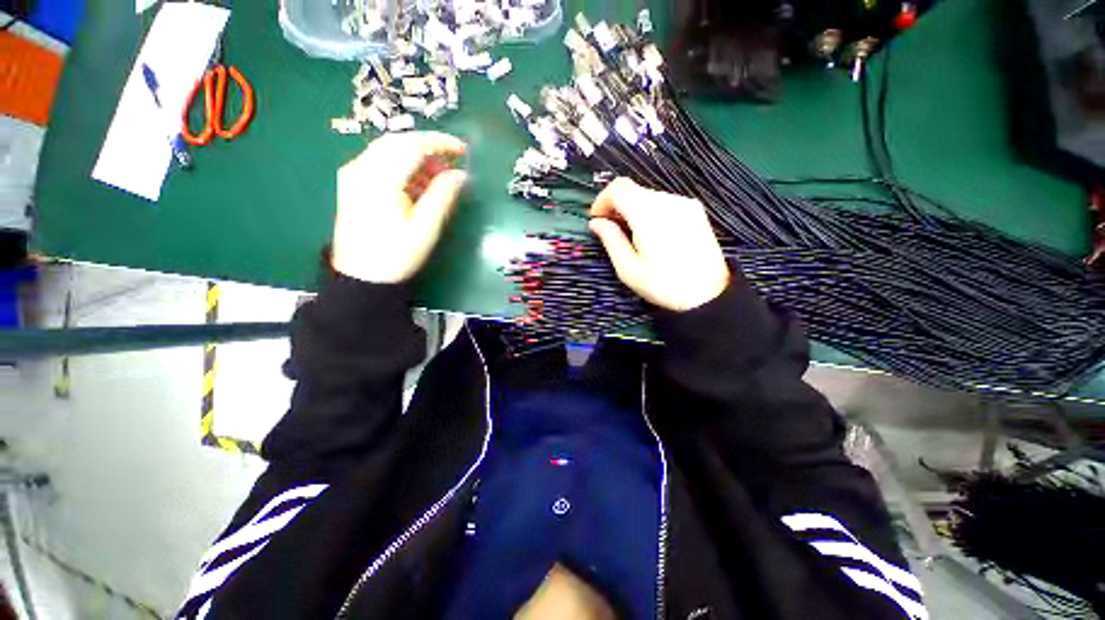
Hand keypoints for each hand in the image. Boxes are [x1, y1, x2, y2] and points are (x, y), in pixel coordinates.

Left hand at [332, 132, 467, 283]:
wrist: (361, 277)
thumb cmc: (397, 255)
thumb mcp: (426, 228)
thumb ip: (443, 196)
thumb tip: (460, 175)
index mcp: (379, 179)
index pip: (412, 145)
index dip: (440, 143)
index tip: (463, 150)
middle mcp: (361, 168)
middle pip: (397, 142)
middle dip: (428, 148)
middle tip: (451, 165)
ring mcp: (352, 175)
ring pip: (387, 150)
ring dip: (415, 157)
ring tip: (438, 177)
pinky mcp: (351, 183)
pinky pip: (379, 162)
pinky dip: (402, 166)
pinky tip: (416, 184)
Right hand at [589, 178, 729, 311]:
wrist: (707, 295)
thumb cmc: (662, 285)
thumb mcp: (628, 269)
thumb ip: (611, 240)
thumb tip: (596, 222)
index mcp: (649, 215)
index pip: (619, 187)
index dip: (602, 199)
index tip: (597, 219)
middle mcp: (668, 201)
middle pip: (634, 190)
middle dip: (617, 205)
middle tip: (611, 229)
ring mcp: (685, 204)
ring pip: (648, 195)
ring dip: (633, 209)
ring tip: (631, 234)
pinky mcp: (696, 210)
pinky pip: (664, 202)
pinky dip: (650, 211)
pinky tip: (651, 233)